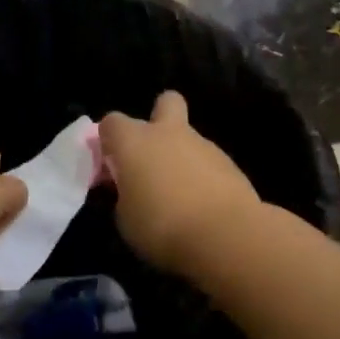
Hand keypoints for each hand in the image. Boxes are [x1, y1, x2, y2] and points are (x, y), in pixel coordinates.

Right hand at [99, 91, 260, 274]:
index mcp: (134, 142)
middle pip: (165, 103)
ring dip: (181, 157)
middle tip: (153, 155)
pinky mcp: (230, 163)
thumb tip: (132, 191)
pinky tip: (203, 205)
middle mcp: (168, 133)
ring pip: (188, 138)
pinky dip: (203, 177)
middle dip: (158, 118)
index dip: (109, 141)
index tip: (111, 167)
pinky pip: (208, 163)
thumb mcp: (125, 219)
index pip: (111, 122)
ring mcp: (203, 145)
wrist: (225, 235)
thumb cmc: (161, 227)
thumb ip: (125, 195)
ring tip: (180, 196)